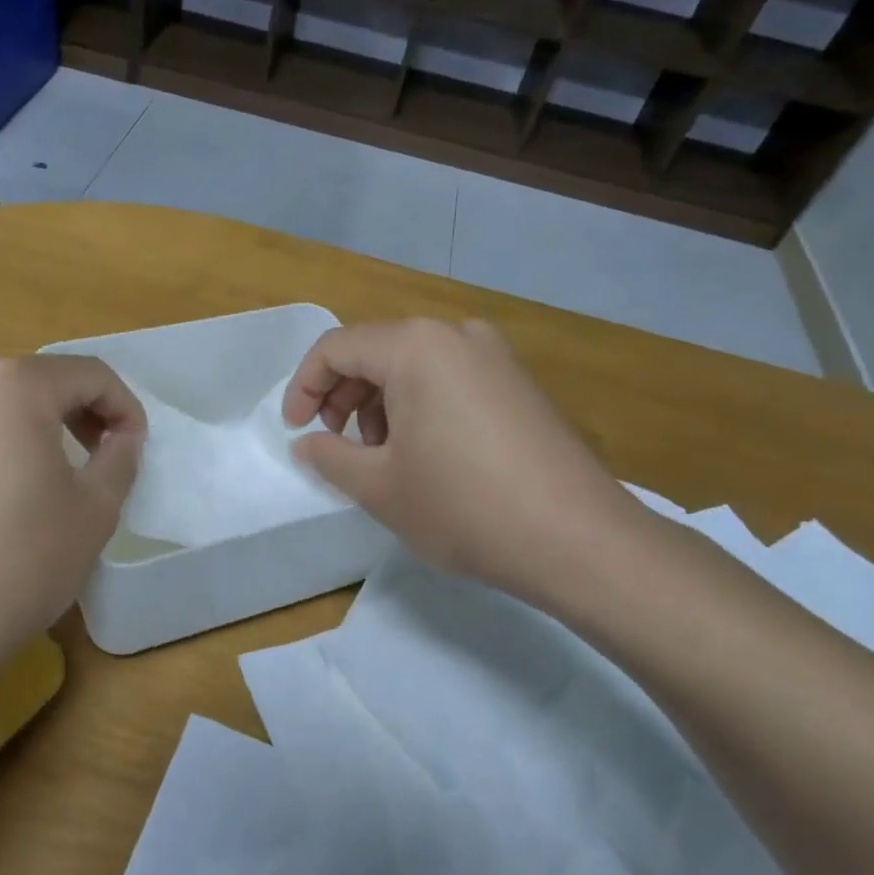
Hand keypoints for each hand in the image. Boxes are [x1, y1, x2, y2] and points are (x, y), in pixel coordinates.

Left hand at [0, 340, 144, 700]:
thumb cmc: (17, 563)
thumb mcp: (94, 512)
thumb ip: (119, 460)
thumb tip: (122, 435)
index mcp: (19, 388)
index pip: (89, 375)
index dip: (123, 407)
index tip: (134, 446)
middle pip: (32, 371)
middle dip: (72, 403)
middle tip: (91, 450)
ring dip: (0, 389)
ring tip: (17, 433)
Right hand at [283, 319, 651, 609]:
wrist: (579, 540)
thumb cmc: (464, 507)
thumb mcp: (379, 487)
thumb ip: (329, 455)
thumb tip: (306, 442)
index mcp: (416, 346)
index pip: (336, 348)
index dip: (304, 387)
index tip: (295, 430)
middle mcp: (457, 334)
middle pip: (376, 351)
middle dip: (344, 396)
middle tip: (337, 445)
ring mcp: (496, 356)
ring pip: (414, 366)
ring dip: (381, 403)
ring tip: (383, 457)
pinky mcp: (520, 383)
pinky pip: (450, 379)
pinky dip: (420, 406)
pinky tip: (426, 454)